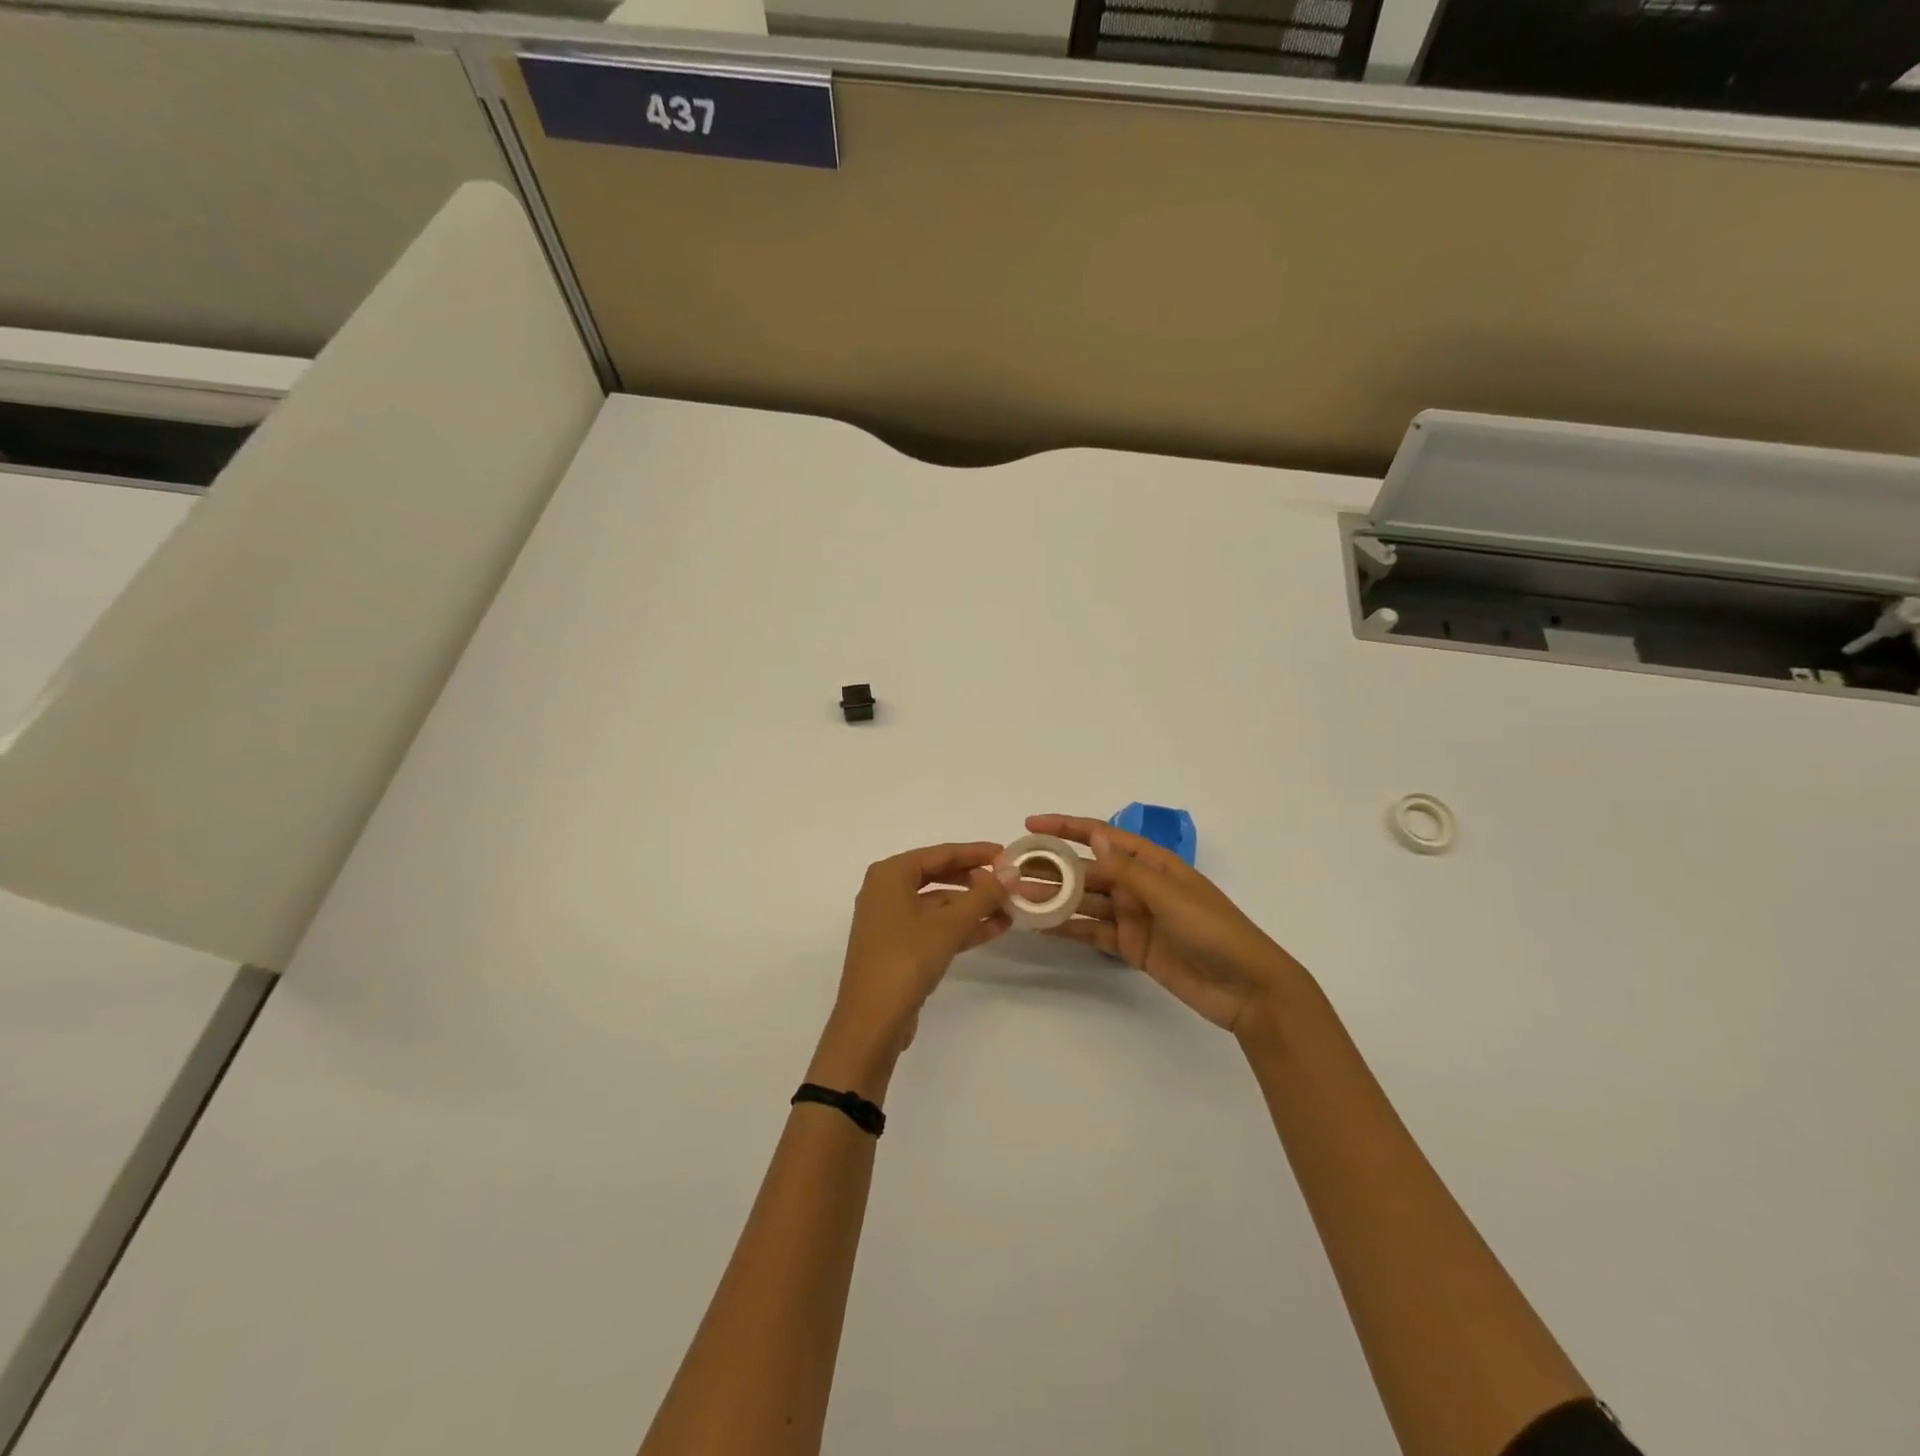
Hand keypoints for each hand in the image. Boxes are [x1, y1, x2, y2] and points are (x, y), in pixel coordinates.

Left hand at [821, 842, 1009, 1080]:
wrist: (872, 1020)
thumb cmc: (907, 958)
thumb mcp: (950, 924)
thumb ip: (983, 895)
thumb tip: (1012, 873)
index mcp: (890, 874)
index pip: (940, 853)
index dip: (975, 853)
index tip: (1007, 854)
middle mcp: (886, 891)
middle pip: (939, 876)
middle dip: (975, 881)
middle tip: (1009, 883)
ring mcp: (890, 921)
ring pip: (938, 905)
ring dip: (972, 907)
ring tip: (1010, 909)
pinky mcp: (898, 947)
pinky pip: (934, 927)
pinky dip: (960, 926)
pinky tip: (993, 929)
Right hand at [1023, 814, 1305, 1033]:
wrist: (1247, 989)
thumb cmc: (1214, 931)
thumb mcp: (1169, 895)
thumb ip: (1128, 869)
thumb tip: (1093, 836)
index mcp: (1152, 863)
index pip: (1102, 836)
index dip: (1067, 827)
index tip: (1031, 824)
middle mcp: (1138, 885)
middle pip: (1088, 870)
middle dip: (1053, 868)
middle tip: (1012, 870)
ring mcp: (1133, 916)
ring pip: (1085, 902)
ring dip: (1055, 899)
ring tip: (1018, 898)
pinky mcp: (1130, 947)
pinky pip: (1092, 932)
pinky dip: (1068, 928)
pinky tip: (1040, 926)